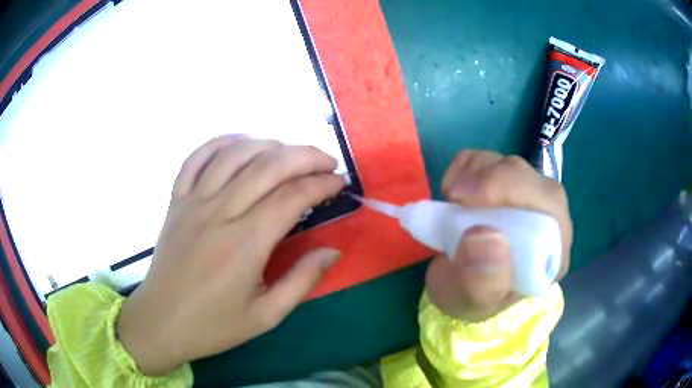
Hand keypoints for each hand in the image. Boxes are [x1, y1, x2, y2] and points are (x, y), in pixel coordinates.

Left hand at [116, 136, 344, 375]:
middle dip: (305, 156)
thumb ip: (302, 281)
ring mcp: (192, 202)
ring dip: (269, 145)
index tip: (340, 183)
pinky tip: (240, 143)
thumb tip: (333, 250)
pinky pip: (196, 158)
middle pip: (267, 166)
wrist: (161, 322)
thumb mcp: (266, 316)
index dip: (322, 184)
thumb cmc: (213, 326)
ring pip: (234, 154)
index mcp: (243, 246)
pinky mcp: (175, 200)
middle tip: (327, 162)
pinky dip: (220, 142)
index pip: (291, 197)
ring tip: (290, 153)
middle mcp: (218, 214)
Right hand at [425, 150, 571, 321]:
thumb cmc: (470, 297)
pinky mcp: (501, 184)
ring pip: (509, 164)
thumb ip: (482, 281)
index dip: (517, 192)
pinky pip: (486, 158)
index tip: (470, 201)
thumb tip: (485, 235)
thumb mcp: (472, 302)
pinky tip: (453, 190)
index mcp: (552, 252)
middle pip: (532, 179)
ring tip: (452, 202)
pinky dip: (464, 166)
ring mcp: (523, 197)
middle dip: (492, 179)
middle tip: (454, 196)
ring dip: (475, 174)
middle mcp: (544, 219)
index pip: (551, 207)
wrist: (456, 286)